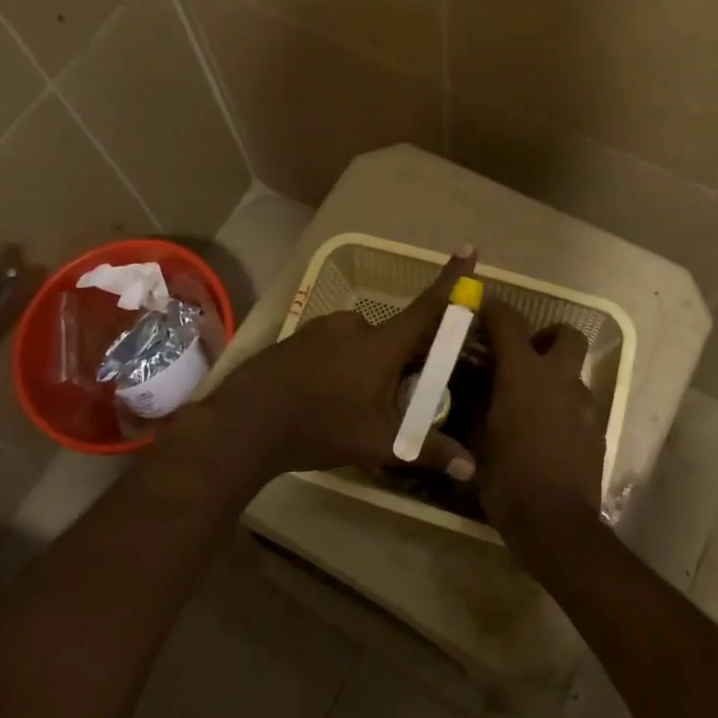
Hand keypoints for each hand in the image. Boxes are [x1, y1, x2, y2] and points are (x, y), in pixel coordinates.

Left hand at [191, 249, 478, 490]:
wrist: (246, 422)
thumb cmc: (322, 426)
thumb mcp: (379, 443)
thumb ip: (427, 451)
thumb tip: (471, 468)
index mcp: (382, 343)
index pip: (428, 307)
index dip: (451, 279)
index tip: (469, 249)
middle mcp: (355, 325)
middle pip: (393, 337)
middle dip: (398, 364)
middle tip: (391, 402)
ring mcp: (322, 328)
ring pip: (360, 345)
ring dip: (365, 367)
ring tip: (351, 408)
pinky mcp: (298, 338)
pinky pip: (332, 347)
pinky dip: (338, 366)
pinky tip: (324, 398)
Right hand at [470, 299, 604, 549]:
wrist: (555, 523)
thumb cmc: (507, 478)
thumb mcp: (477, 438)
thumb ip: (478, 402)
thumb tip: (477, 385)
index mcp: (524, 373)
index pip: (510, 321)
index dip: (495, 309)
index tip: (483, 309)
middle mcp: (560, 378)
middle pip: (566, 334)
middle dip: (546, 336)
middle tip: (524, 356)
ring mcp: (584, 404)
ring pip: (575, 371)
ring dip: (556, 375)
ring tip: (532, 401)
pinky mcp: (598, 430)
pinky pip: (580, 403)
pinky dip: (565, 405)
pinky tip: (548, 431)